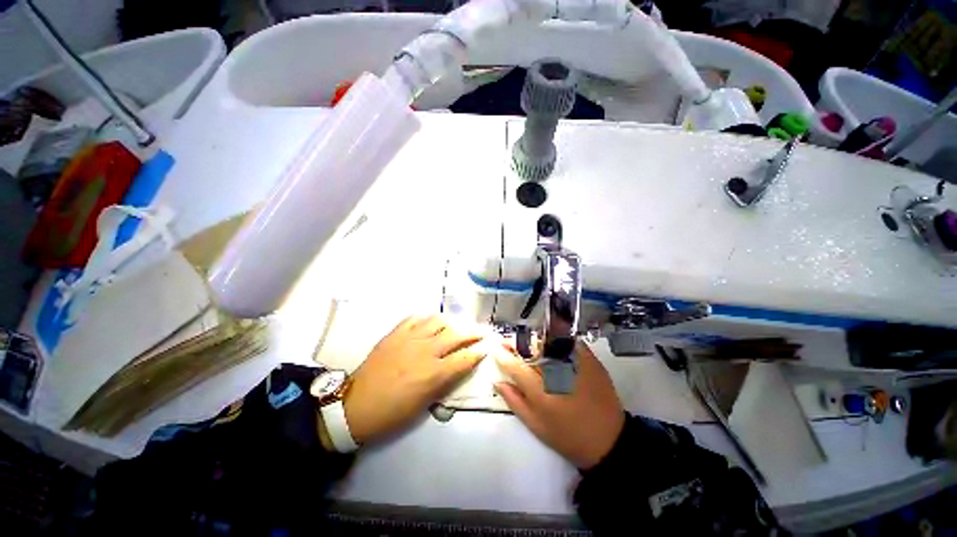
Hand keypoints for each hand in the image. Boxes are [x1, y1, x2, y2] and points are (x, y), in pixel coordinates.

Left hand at [344, 315, 485, 444]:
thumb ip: (444, 382)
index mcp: (434, 373)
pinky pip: (415, 319)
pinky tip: (430, 323)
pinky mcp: (395, 334)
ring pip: (437, 321)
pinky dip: (426, 319)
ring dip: (451, 322)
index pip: (465, 358)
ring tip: (456, 325)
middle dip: (473, 332)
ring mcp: (409, 339)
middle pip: (456, 334)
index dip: (479, 352)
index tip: (486, 348)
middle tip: (480, 332)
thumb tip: (458, 367)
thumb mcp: (424, 404)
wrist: (356, 406)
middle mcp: (425, 351)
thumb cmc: (393, 413)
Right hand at [495, 341, 624, 469]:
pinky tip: (551, 345)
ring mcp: (576, 364)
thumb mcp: (537, 426)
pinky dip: (557, 340)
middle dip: (518, 343)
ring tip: (529, 344)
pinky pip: (569, 342)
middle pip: (532, 349)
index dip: (503, 355)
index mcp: (542, 393)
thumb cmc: (568, 437)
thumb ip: (515, 401)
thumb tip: (498, 381)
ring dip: (535, 341)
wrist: (608, 440)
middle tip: (510, 342)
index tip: (495, 348)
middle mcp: (557, 374)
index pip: (516, 367)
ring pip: (549, 342)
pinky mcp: (591, 360)